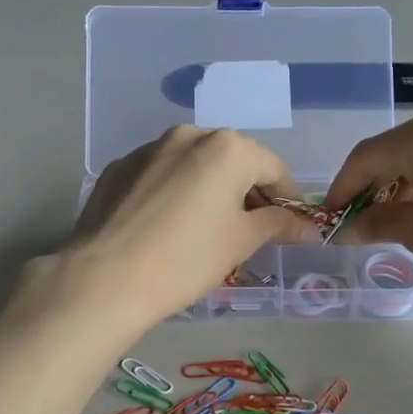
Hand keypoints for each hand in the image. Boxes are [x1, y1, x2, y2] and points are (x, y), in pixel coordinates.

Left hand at [56, 126, 313, 331]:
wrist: (105, 278)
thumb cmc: (186, 259)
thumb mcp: (240, 242)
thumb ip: (277, 225)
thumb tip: (307, 226)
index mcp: (226, 147)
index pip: (273, 167)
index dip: (287, 197)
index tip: (289, 224)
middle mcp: (187, 135)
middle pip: (232, 160)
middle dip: (245, 190)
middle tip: (248, 228)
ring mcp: (147, 150)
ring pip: (192, 165)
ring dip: (207, 188)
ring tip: (204, 227)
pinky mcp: (117, 169)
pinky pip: (159, 176)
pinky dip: (172, 193)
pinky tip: (165, 227)